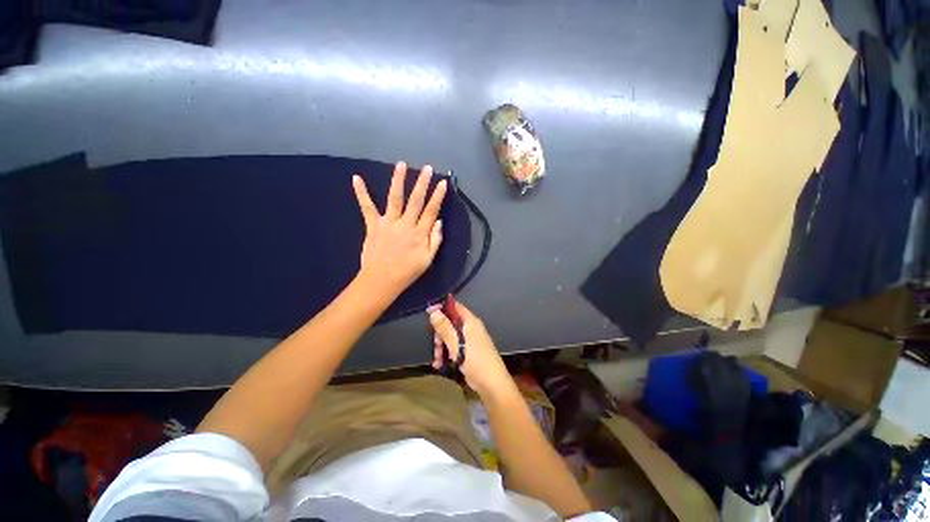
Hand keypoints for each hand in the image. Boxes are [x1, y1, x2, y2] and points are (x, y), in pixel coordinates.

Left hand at [353, 162, 447, 300]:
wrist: (381, 280)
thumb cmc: (407, 271)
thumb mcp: (428, 260)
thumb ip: (435, 240)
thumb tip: (439, 221)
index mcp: (419, 233)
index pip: (431, 210)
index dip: (438, 196)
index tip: (443, 182)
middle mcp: (405, 224)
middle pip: (415, 200)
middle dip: (422, 183)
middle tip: (427, 168)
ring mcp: (388, 223)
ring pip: (394, 198)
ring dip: (398, 180)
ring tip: (402, 165)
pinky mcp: (373, 225)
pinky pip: (367, 207)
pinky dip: (361, 193)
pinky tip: (356, 178)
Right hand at [429, 301, 513, 397]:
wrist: (492, 384)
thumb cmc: (475, 361)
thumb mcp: (456, 344)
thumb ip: (444, 327)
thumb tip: (433, 311)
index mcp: (470, 322)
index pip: (455, 306)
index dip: (441, 307)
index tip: (428, 313)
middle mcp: (470, 328)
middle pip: (450, 323)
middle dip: (439, 334)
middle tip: (435, 346)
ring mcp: (469, 340)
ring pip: (450, 337)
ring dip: (441, 347)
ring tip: (437, 360)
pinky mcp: (468, 351)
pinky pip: (454, 347)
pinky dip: (446, 354)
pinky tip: (439, 365)